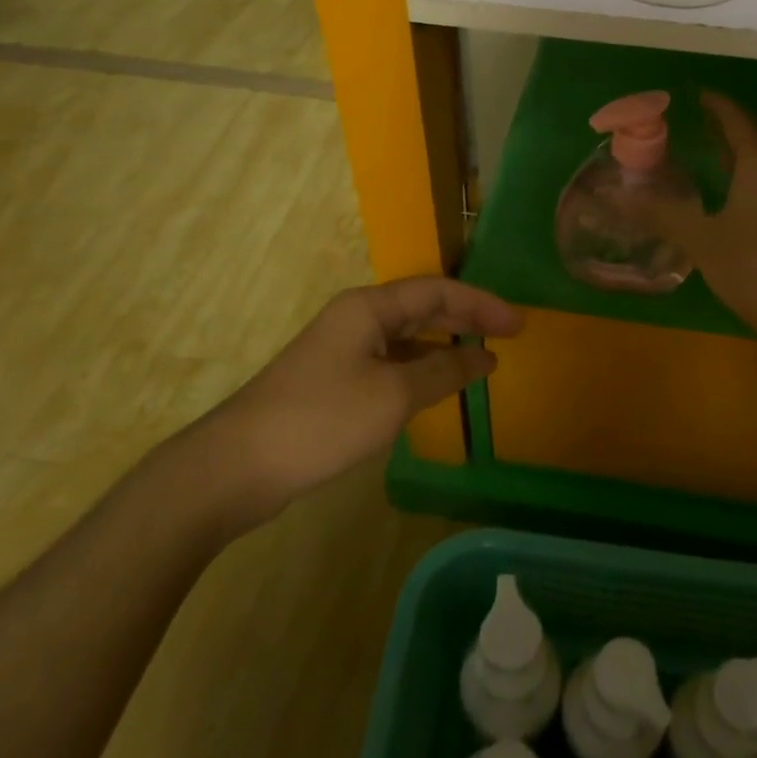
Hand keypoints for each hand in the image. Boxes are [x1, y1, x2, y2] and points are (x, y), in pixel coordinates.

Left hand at [182, 278, 521, 531]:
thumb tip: (484, 357)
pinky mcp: (332, 379)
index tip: (519, 326)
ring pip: (405, 336)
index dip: (482, 304)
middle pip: (421, 307)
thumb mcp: (393, 396)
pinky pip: (389, 361)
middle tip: (508, 336)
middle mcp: (355, 318)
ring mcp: (341, 349)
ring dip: (443, 344)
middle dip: (466, 318)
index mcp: (369, 307)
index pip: (438, 291)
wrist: (236, 466)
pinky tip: (434, 387)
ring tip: (480, 360)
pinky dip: (419, 368)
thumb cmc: (322, 420)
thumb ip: (444, 372)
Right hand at [641, 92, 756, 342]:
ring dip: (739, 158)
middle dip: (725, 130)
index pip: (735, 119)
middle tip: (698, 124)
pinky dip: (751, 182)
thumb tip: (615, 196)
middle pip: (752, 139)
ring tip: (712, 158)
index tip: (696, 94)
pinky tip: (737, 201)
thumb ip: (662, 214)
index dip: (715, 105)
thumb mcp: (702, 240)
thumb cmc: (756, 268)